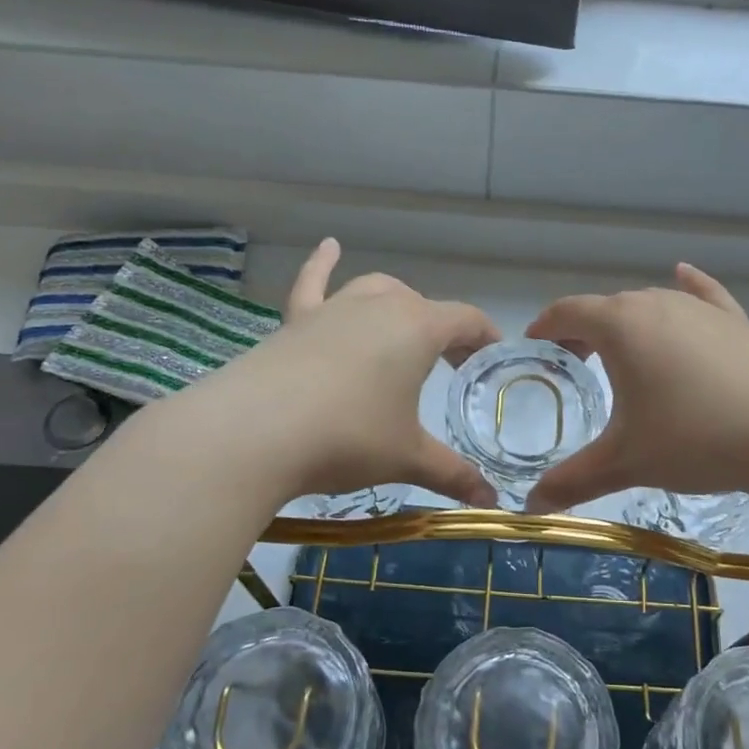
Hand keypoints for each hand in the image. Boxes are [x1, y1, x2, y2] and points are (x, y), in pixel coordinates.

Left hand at [184, 239, 500, 507]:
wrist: (256, 432)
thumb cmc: (348, 437)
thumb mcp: (407, 458)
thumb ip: (453, 475)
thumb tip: (490, 502)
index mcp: (417, 328)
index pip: (466, 320)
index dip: (485, 337)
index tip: (493, 357)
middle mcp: (379, 305)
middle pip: (422, 306)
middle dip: (442, 331)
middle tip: (451, 366)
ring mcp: (333, 308)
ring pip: (375, 290)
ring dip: (397, 304)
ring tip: (404, 326)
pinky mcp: (295, 321)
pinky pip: (313, 283)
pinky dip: (322, 264)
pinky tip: (329, 246)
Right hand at [522, 264, 748, 513]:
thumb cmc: (696, 438)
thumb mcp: (626, 462)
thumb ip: (572, 481)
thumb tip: (530, 508)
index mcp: (621, 325)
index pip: (567, 312)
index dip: (545, 327)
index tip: (533, 346)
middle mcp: (658, 304)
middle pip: (607, 307)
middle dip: (583, 331)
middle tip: (573, 364)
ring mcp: (702, 310)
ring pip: (651, 305)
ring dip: (627, 323)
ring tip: (620, 353)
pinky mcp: (738, 323)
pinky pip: (704, 297)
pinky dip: (688, 288)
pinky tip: (684, 275)